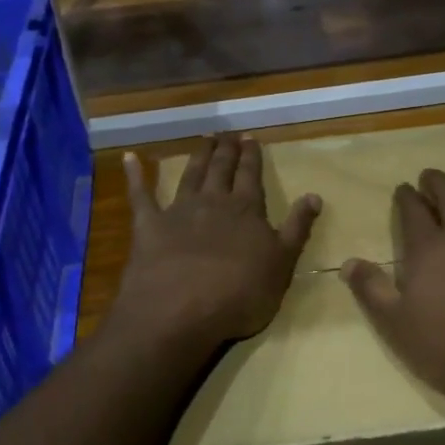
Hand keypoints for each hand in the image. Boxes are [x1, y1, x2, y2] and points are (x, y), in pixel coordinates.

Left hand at [114, 135, 319, 347]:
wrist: (181, 310)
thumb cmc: (240, 294)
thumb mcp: (282, 264)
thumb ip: (297, 228)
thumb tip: (314, 195)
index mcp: (246, 210)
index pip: (251, 176)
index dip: (252, 157)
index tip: (250, 138)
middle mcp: (213, 202)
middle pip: (221, 169)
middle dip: (226, 150)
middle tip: (227, 134)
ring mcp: (178, 211)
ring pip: (190, 175)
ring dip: (198, 156)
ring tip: (204, 139)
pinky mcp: (148, 226)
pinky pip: (140, 195)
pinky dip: (135, 176)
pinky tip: (129, 158)